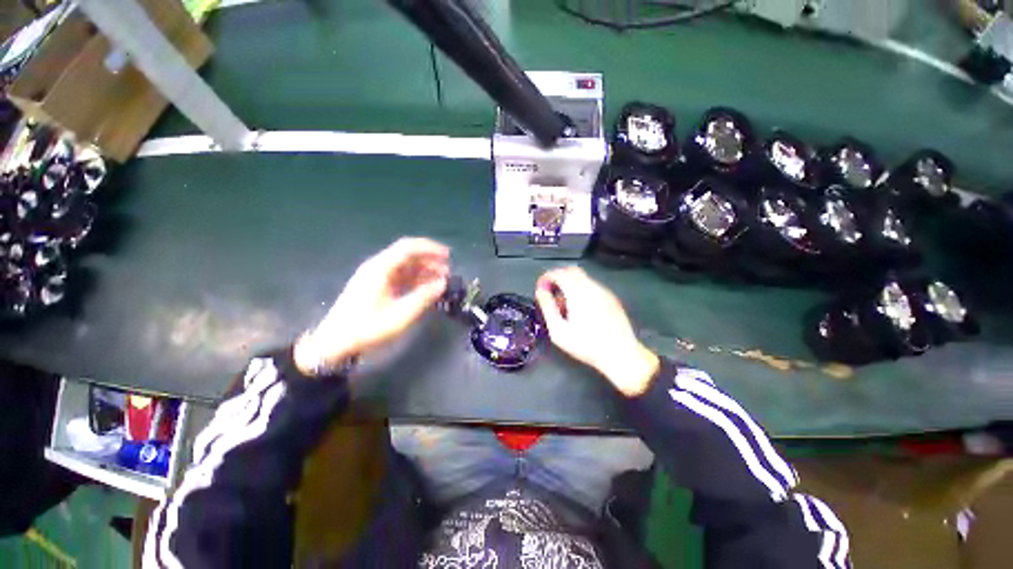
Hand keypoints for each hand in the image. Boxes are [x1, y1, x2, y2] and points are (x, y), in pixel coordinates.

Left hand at [295, 237, 449, 375]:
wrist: (336, 341)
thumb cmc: (367, 328)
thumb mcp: (399, 316)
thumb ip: (423, 297)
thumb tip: (442, 283)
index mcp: (381, 267)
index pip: (408, 247)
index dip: (430, 249)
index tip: (449, 257)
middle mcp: (376, 266)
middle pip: (405, 255)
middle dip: (428, 261)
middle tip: (447, 273)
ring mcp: (371, 277)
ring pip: (400, 267)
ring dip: (420, 271)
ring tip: (438, 283)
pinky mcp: (370, 288)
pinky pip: (394, 277)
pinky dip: (410, 280)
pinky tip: (421, 291)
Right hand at [535, 267, 658, 396]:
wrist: (619, 353)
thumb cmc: (586, 345)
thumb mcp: (559, 331)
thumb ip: (548, 307)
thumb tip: (541, 291)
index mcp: (578, 292)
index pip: (559, 273)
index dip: (546, 277)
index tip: (541, 287)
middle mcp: (592, 287)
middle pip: (572, 271)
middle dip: (559, 278)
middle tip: (551, 294)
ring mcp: (605, 292)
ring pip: (584, 279)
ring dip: (572, 285)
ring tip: (566, 308)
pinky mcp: (613, 299)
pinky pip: (594, 288)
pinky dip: (583, 292)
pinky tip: (583, 312)